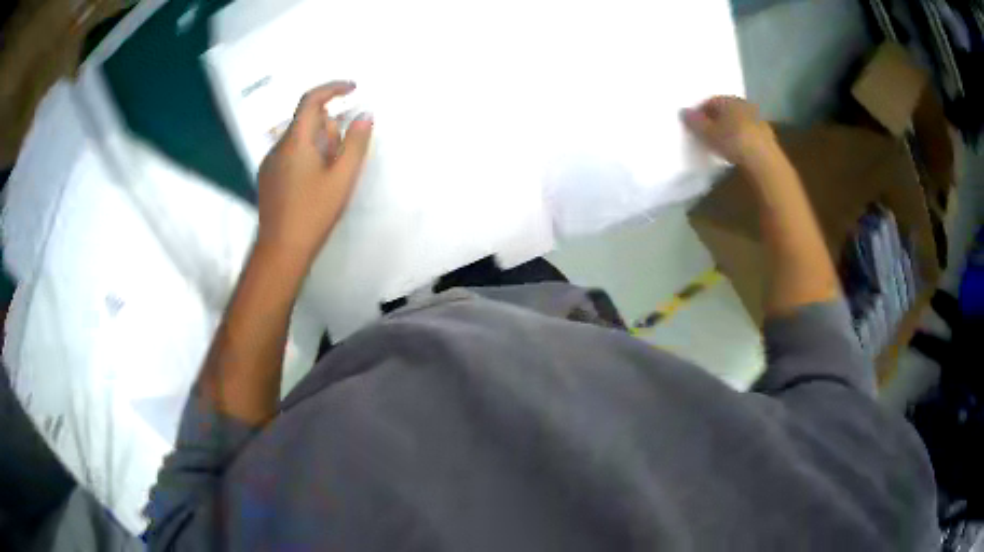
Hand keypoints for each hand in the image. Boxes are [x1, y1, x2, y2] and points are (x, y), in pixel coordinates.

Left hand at [255, 81, 373, 267]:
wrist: (281, 251)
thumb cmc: (313, 213)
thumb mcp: (342, 178)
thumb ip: (356, 143)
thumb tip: (365, 115)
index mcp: (296, 141)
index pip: (312, 100)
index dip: (333, 88)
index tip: (353, 89)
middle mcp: (278, 146)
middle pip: (308, 122)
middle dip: (329, 131)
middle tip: (341, 160)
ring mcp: (269, 163)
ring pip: (300, 140)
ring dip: (318, 147)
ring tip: (327, 179)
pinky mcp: (267, 178)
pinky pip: (290, 155)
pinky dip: (306, 158)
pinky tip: (312, 187)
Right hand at [682, 96, 778, 169]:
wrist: (764, 161)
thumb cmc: (733, 141)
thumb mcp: (708, 133)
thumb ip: (695, 122)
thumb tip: (683, 112)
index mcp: (729, 99)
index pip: (710, 101)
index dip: (700, 113)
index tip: (694, 126)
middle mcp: (744, 105)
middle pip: (726, 111)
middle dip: (716, 120)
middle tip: (707, 134)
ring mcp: (758, 120)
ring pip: (738, 122)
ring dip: (730, 130)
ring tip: (721, 145)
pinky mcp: (767, 137)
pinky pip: (748, 134)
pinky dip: (741, 140)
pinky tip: (736, 152)